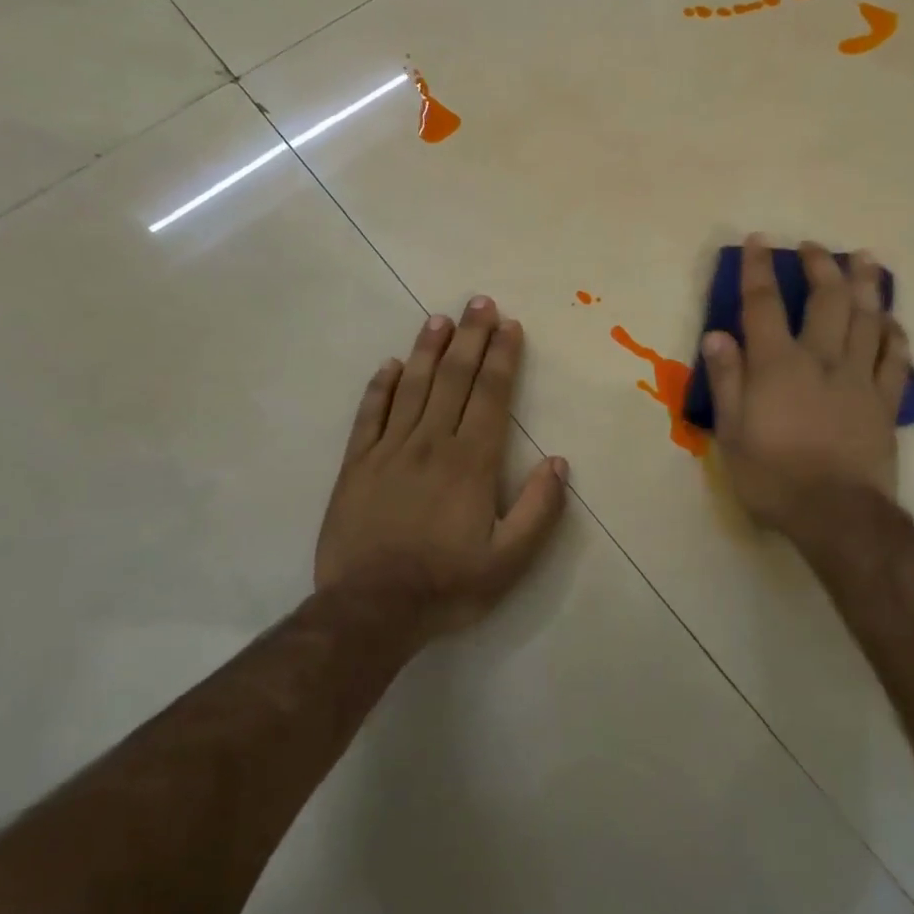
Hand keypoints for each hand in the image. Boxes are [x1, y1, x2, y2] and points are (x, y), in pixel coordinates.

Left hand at [315, 297, 569, 638]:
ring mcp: (388, 451)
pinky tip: (390, 365)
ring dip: (428, 350)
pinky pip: (369, 415)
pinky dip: (380, 387)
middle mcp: (431, 444)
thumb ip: (538, 510)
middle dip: (470, 338)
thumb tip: (558, 462)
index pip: (491, 395)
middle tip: (479, 303)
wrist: (370, 610)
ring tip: (440, 319)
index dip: (502, 357)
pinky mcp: (356, 465)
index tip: (509, 326)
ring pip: (411, 387)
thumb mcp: (509, 561)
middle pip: (453, 379)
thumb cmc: (447, 585)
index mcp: (471, 462)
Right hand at [700, 237, 911, 533]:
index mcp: (779, 364)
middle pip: (827, 299)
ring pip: (868, 319)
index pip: (764, 304)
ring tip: (866, 259)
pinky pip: (896, 359)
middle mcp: (822, 359)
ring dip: (867, 285)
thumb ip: (726, 380)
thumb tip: (718, 334)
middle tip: (816, 246)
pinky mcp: (885, 402)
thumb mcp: (732, 432)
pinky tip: (892, 322)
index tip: (758, 240)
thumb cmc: (773, 476)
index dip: (758, 269)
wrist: (836, 513)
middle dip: (820, 265)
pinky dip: (895, 336)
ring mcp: (860, 378)